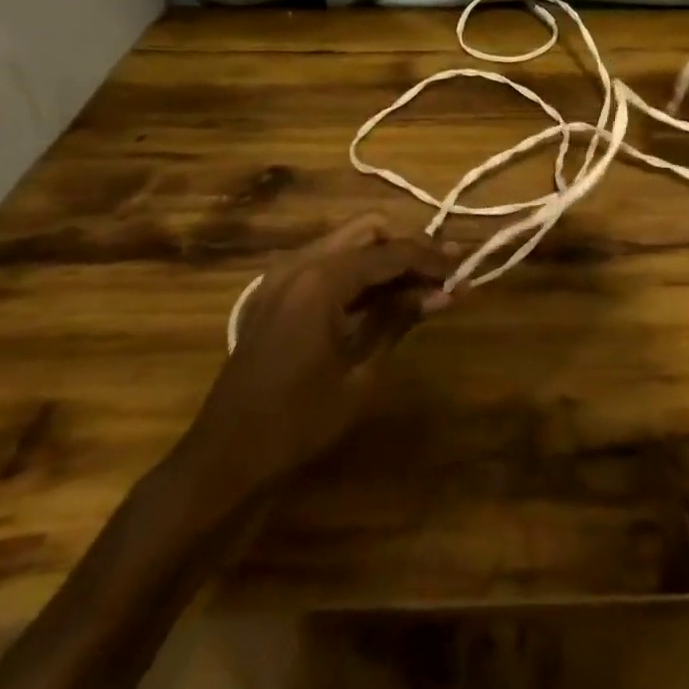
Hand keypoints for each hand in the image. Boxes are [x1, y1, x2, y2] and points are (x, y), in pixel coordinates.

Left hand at [166, 214, 456, 528]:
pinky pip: (328, 264)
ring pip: (348, 243)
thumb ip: (399, 319)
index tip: (464, 269)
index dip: (431, 258)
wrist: (225, 459)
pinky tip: (385, 297)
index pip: (390, 252)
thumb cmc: (298, 421)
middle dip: (408, 246)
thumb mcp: (360, 372)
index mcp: (321, 279)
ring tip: (423, 284)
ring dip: (385, 258)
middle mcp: (300, 263)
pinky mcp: (277, 292)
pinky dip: (360, 273)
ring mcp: (283, 275)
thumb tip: (445, 293)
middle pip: (368, 230)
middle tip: (442, 271)